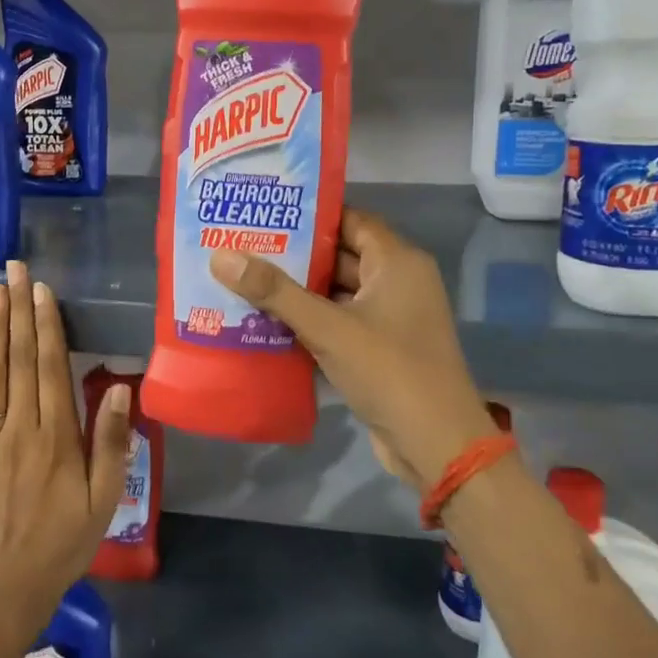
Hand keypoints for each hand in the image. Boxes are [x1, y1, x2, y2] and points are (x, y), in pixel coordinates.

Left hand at [0, 260, 129, 638]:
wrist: (8, 587)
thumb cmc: (65, 542)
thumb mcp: (104, 499)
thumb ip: (110, 442)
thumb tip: (117, 387)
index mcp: (57, 438)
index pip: (51, 368)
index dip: (47, 326)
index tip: (42, 290)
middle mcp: (19, 429)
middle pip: (20, 360)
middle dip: (19, 311)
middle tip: (15, 270)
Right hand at [209, 209, 496, 491]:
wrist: (436, 445)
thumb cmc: (389, 371)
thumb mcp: (327, 327)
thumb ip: (274, 292)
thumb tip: (221, 256)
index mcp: (397, 262)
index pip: (350, 219)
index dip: (309, 215)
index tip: (264, 212)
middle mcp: (398, 282)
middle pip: (340, 256)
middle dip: (294, 254)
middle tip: (243, 244)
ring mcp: (390, 318)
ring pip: (336, 293)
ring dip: (297, 291)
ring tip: (245, 279)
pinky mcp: (380, 348)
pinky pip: (339, 322)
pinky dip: (309, 321)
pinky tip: (266, 321)